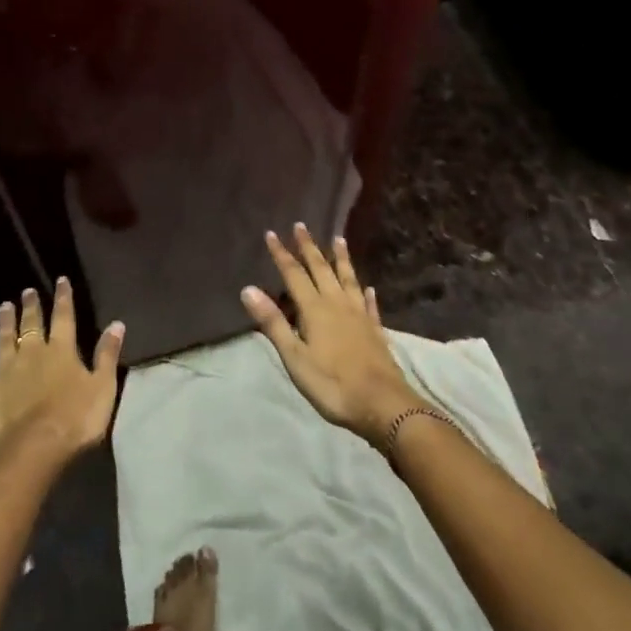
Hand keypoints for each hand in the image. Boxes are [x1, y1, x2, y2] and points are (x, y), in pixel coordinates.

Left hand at [0, 279, 123, 463]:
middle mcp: (32, 354)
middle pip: (31, 325)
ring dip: (4, 324)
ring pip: (4, 342)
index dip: (63, 298)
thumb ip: (107, 355)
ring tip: (3, 306)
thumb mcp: (103, 386)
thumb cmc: (76, 418)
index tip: (60, 280)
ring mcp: (5, 373)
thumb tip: (117, 323)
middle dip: (31, 306)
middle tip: (26, 290)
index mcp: (61, 351)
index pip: (64, 317)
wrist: (34, 449)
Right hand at [241, 226, 420, 447]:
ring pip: (348, 279)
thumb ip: (274, 323)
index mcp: (315, 309)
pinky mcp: (375, 330)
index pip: (294, 274)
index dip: (282, 254)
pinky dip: (366, 293)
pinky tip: (368, 287)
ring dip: (341, 259)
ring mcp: (360, 315)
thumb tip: (249, 289)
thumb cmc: (332, 384)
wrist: (382, 404)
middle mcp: (338, 304)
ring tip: (338, 240)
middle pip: (321, 269)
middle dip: (309, 248)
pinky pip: (369, 304)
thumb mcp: (295, 357)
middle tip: (301, 226)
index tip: (272, 233)